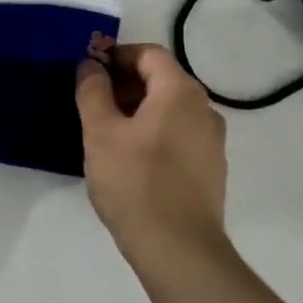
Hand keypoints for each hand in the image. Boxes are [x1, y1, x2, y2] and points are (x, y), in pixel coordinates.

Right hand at [76, 44, 228, 260]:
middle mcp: (205, 109)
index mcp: (180, 92)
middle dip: (126, 84)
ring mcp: (213, 141)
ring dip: (139, 110)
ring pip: (172, 109)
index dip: (117, 56)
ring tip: (108, 133)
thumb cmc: (134, 183)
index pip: (149, 54)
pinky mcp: (211, 169)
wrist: (178, 248)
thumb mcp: (100, 133)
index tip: (89, 72)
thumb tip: (91, 66)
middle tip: (93, 103)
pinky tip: (132, 159)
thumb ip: (93, 92)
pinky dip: (155, 133)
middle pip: (163, 79)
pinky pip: (180, 135)